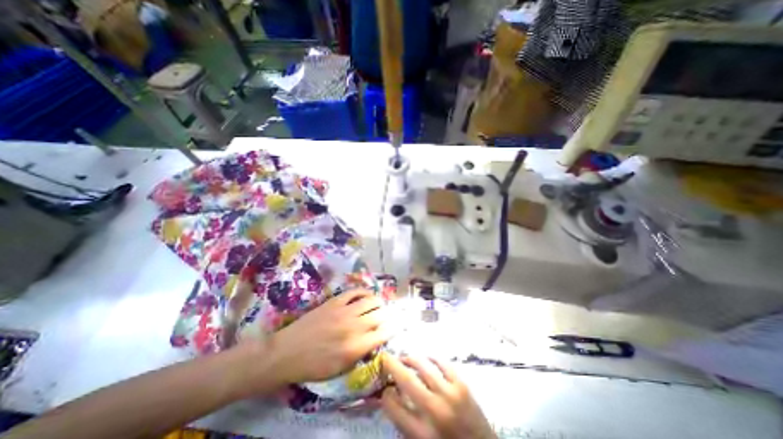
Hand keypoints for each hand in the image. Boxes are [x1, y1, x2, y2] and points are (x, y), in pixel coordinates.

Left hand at [263, 289, 387, 384]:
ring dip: (378, 302)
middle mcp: (354, 326)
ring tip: (379, 304)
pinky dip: (364, 291)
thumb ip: (360, 354)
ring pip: (370, 300)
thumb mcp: (340, 369)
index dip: (392, 329)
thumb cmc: (313, 367)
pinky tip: (366, 294)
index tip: (395, 327)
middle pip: (380, 315)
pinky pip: (354, 291)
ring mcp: (344, 311)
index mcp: (356, 347)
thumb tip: (374, 341)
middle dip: (387, 315)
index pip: (383, 333)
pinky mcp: (335, 301)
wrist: (286, 353)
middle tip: (388, 315)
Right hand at [382, 355, 494, 436]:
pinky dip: (431, 359)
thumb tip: (391, 396)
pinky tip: (426, 359)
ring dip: (410, 359)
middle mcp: (434, 412)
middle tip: (386, 357)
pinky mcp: (462, 385)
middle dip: (392, 365)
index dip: (385, 394)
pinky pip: (442, 364)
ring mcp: (450, 395)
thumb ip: (406, 422)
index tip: (384, 388)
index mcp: (422, 435)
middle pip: (406, 380)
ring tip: (404, 358)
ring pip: (423, 366)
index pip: (393, 407)